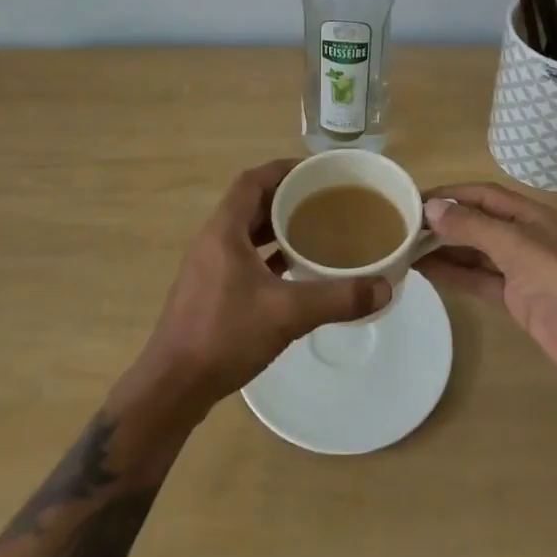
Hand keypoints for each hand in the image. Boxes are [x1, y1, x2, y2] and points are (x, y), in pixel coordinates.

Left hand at [132, 160, 391, 419]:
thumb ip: (337, 298)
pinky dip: (267, 256)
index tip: (315, 171)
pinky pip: (243, 258)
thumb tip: (385, 287)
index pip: (252, 180)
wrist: (172, 387)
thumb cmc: (224, 335)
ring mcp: (209, 267)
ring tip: (313, 230)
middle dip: (285, 197)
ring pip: (246, 232)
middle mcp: (213, 240)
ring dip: (276, 227)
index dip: (282, 169)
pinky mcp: (209, 292)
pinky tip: (293, 270)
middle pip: (251, 203)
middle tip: (323, 200)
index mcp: (225, 230)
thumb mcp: (287, 313)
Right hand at [420, 182, 556, 395]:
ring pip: (477, 253)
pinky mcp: (520, 301)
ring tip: (407, 249)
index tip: (414, 199)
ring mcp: (524, 271)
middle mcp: (528, 238)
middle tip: (404, 227)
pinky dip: (457, 276)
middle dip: (445, 223)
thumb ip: (474, 227)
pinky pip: (481, 281)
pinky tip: (429, 274)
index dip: (451, 194)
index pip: (485, 195)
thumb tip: (432, 207)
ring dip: (446, 250)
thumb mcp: (519, 248)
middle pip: (480, 223)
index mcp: (535, 216)